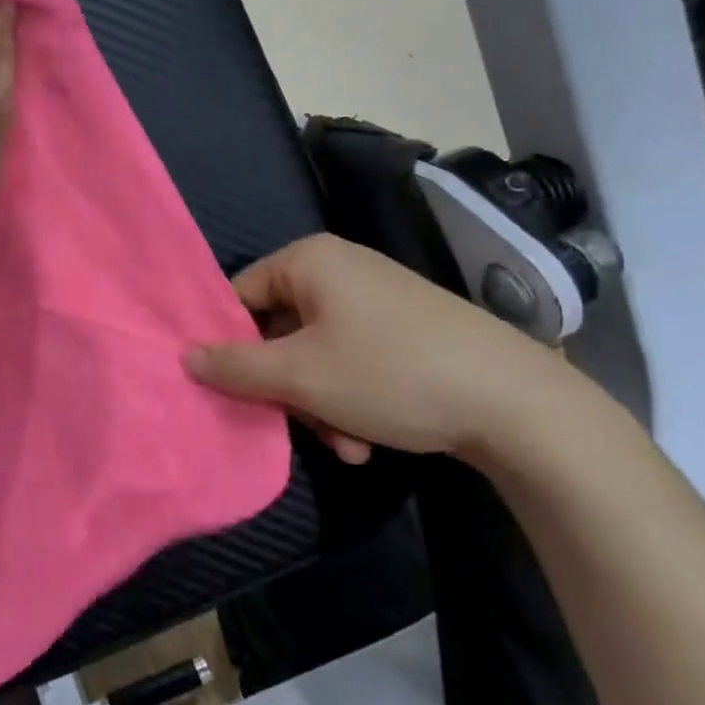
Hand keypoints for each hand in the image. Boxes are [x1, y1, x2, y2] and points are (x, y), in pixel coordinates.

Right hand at [185, 234, 586, 465]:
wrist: (520, 405)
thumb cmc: (391, 374)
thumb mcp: (300, 376)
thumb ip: (234, 366)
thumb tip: (185, 356)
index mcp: (309, 260)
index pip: (239, 296)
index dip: (229, 343)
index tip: (231, 388)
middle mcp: (339, 269)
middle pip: (278, 329)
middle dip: (286, 387)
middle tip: (301, 424)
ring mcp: (375, 298)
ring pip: (315, 353)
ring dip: (318, 403)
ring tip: (347, 444)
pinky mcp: (405, 329)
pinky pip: (352, 359)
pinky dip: (349, 398)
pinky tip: (368, 439)